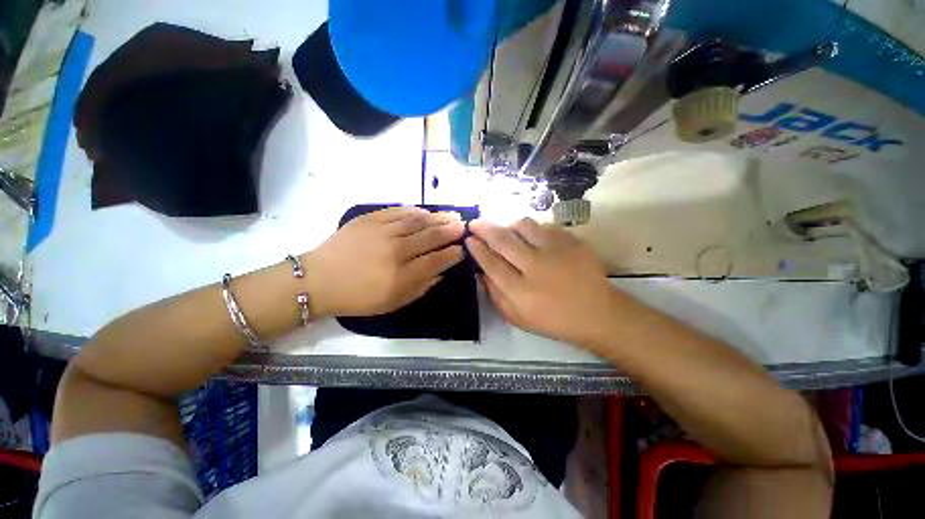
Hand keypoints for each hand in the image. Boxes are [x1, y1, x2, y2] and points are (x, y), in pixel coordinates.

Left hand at [303, 207, 464, 316]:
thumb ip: (421, 287)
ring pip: (417, 221)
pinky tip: (425, 212)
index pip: (436, 260)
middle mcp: (395, 251)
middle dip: (450, 230)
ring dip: (438, 217)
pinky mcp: (368, 219)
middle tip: (463, 226)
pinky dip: (415, 211)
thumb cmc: (358, 297)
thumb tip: (441, 271)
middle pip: (430, 237)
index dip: (452, 254)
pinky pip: (397, 211)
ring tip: (452, 215)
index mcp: (401, 276)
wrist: (318, 280)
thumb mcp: (393, 303)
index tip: (462, 249)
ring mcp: (381, 232)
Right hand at [466, 218, 621, 346]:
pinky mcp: (573, 241)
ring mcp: (557, 251)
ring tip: (506, 230)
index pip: (491, 263)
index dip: (477, 249)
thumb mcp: (517, 317)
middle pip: (503, 240)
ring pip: (523, 226)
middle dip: (484, 228)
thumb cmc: (554, 320)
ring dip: (509, 225)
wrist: (597, 313)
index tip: (469, 239)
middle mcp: (536, 267)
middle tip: (475, 223)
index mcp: (521, 291)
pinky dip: (532, 229)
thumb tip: (481, 271)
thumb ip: (496, 295)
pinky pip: (545, 226)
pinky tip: (532, 238)